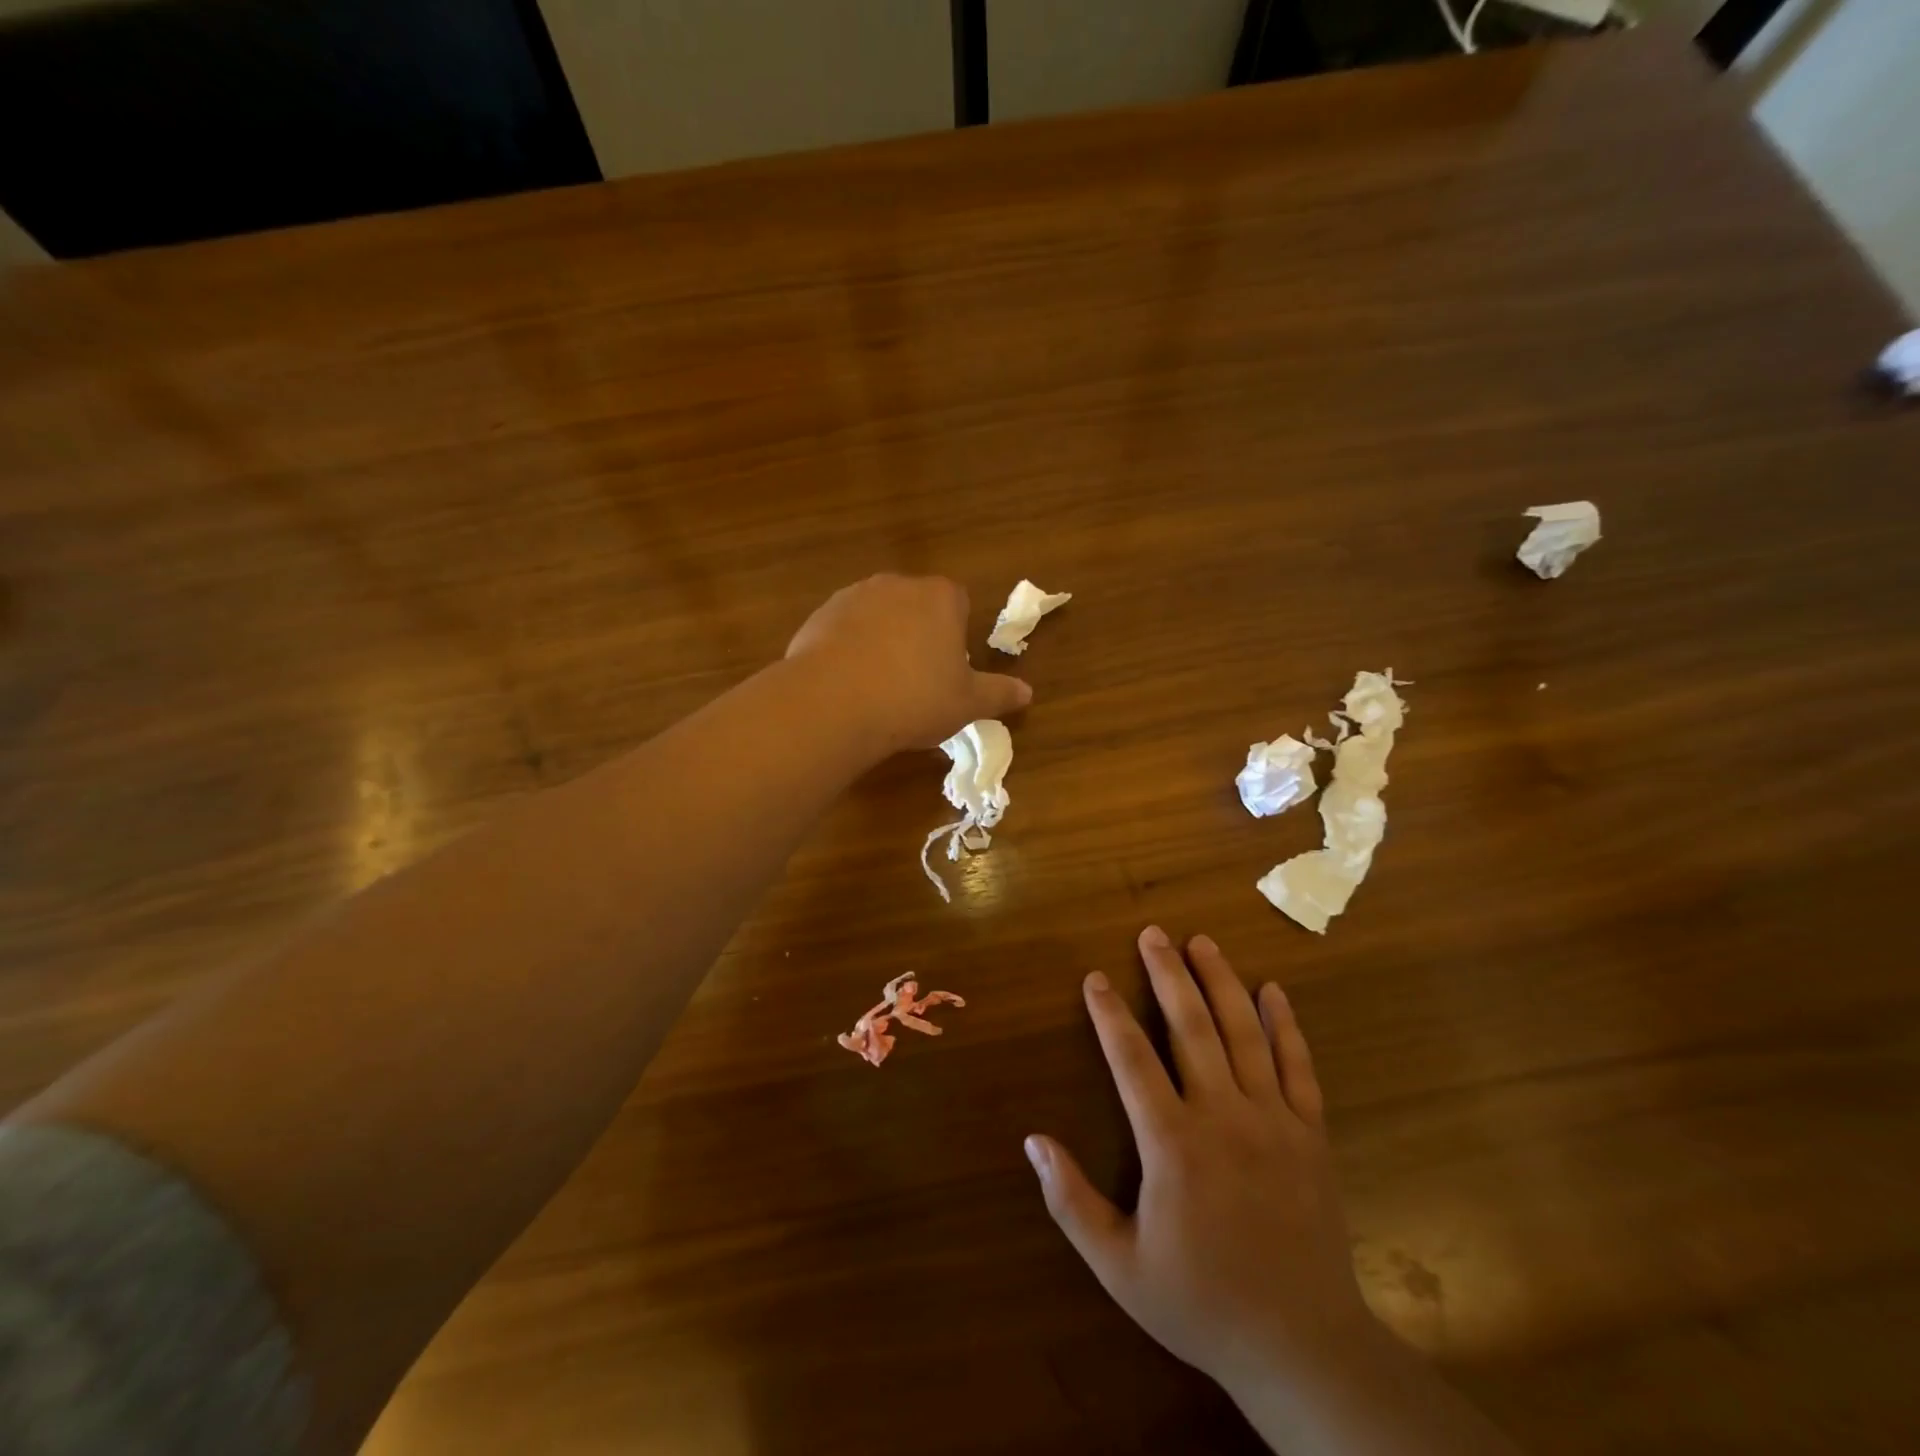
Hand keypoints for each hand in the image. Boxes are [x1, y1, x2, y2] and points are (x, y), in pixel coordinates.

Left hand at [786, 574, 1032, 754]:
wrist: (834, 704)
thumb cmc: (915, 699)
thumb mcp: (967, 704)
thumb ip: (999, 693)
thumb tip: (1027, 693)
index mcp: (940, 597)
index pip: (958, 602)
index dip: (957, 634)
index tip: (950, 668)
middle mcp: (897, 585)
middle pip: (916, 605)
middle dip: (919, 634)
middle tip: (917, 679)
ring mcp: (853, 596)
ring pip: (878, 616)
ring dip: (882, 640)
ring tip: (879, 685)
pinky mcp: (819, 615)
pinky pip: (844, 630)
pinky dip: (849, 649)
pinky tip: (848, 684)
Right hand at [1026, 927, 1375, 1393]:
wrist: (1302, 1346)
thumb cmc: (1202, 1302)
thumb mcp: (1120, 1267)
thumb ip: (1071, 1201)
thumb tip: (1033, 1140)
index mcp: (1173, 1144)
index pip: (1131, 1059)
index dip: (1109, 1014)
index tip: (1095, 978)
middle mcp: (1223, 1116)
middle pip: (1191, 1027)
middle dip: (1168, 974)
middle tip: (1153, 933)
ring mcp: (1274, 1120)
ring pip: (1244, 1033)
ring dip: (1221, 982)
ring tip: (1203, 942)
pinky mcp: (1312, 1135)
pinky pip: (1299, 1067)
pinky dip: (1286, 1025)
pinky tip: (1274, 990)